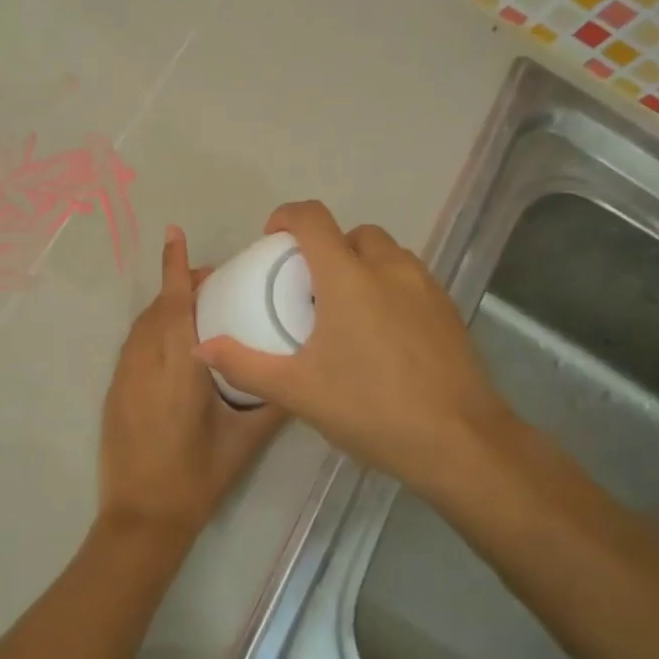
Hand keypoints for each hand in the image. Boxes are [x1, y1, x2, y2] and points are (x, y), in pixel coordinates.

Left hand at [97, 226, 288, 542]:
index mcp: (178, 369)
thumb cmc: (197, 479)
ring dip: (164, 307)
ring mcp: (123, 378)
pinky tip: (174, 344)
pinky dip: (152, 330)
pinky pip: (133, 346)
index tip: (175, 233)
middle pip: (157, 309)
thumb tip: (299, 378)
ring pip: (141, 326)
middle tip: (213, 280)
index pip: (174, 305)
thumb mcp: (244, 442)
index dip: (174, 267)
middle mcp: (144, 364)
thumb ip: (272, 404)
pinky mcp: (114, 393)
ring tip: (195, 306)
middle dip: (179, 284)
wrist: (142, 518)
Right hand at [193, 201, 515, 505]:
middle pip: (352, 234)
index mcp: (348, 278)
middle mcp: (390, 269)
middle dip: (326, 247)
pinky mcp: (448, 310)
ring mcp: (425, 288)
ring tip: (344, 310)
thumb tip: (201, 348)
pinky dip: (388, 287)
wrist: (458, 441)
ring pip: (387, 254)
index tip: (270, 238)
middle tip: (308, 287)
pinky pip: (410, 279)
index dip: (286, 217)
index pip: (313, 219)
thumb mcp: (297, 390)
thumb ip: (245, 364)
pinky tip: (381, 335)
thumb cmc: (370, 408)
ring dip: (361, 265)